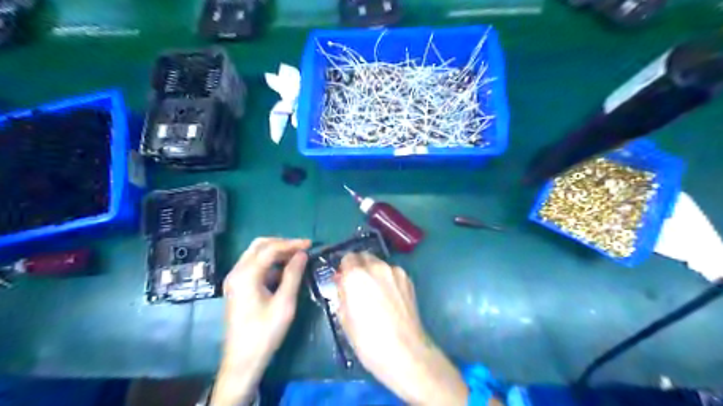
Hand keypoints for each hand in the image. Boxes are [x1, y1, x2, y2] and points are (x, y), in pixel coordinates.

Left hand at [211, 238, 308, 405]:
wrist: (242, 360)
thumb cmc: (265, 333)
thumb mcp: (284, 303)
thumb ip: (293, 275)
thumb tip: (302, 254)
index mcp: (246, 275)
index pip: (270, 249)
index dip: (291, 244)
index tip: (310, 244)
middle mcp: (236, 272)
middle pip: (259, 246)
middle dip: (282, 243)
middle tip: (302, 248)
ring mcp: (234, 279)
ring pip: (255, 254)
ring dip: (276, 252)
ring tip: (297, 257)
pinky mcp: (237, 287)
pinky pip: (254, 265)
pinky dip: (270, 263)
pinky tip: (284, 270)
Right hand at [338, 252, 468, 404]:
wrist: (404, 351)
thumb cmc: (367, 340)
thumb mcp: (344, 318)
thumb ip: (342, 293)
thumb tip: (343, 283)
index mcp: (355, 275)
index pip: (347, 258)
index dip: (344, 269)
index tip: (344, 281)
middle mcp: (375, 266)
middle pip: (364, 256)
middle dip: (359, 267)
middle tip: (359, 286)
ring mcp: (395, 271)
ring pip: (379, 264)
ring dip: (374, 272)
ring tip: (377, 293)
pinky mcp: (408, 279)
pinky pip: (392, 273)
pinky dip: (388, 279)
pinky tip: (390, 297)